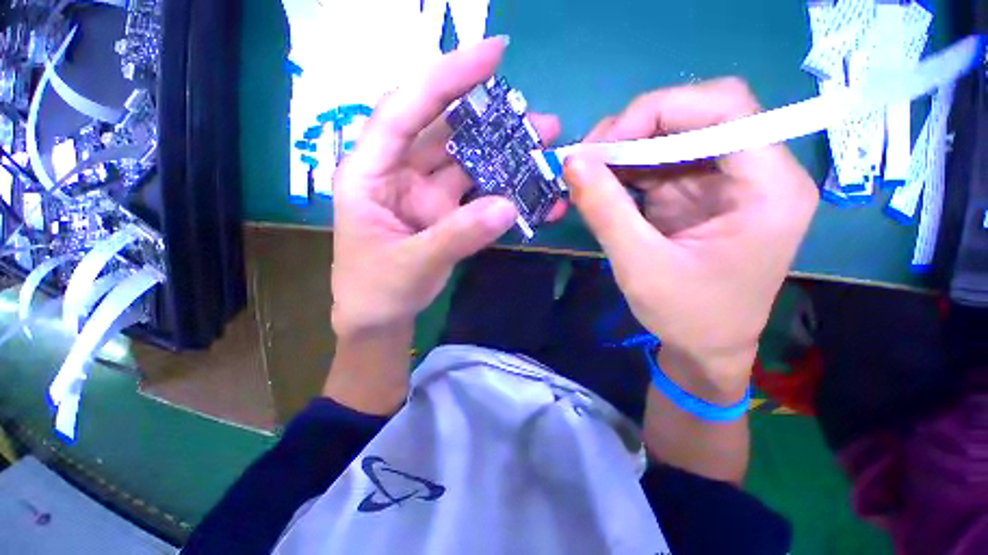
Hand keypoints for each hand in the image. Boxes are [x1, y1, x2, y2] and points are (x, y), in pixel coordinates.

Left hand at [330, 37, 560, 339]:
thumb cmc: (377, 290)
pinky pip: (478, 195)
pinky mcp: (446, 213)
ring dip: (505, 155)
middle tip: (540, 120)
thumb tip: (508, 207)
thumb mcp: (412, 264)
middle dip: (492, 122)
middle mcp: (400, 173)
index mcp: (371, 173)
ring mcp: (427, 194)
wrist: (379, 318)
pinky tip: (530, 192)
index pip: (405, 110)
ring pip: (468, 163)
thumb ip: (457, 236)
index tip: (493, 54)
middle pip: (447, 133)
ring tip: (545, 148)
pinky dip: (504, 192)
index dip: (446, 78)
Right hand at [564, 78, 818, 400]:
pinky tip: (603, 185)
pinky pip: (664, 163)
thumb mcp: (639, 265)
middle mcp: (759, 173)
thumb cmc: (686, 316)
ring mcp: (729, 182)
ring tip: (588, 171)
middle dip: (638, 128)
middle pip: (701, 115)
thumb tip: (572, 160)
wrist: (706, 349)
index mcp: (770, 189)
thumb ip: (605, 210)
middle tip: (589, 157)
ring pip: (676, 135)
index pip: (726, 109)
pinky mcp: (703, 194)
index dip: (660, 110)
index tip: (604, 144)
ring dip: (627, 148)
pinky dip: (628, 168)